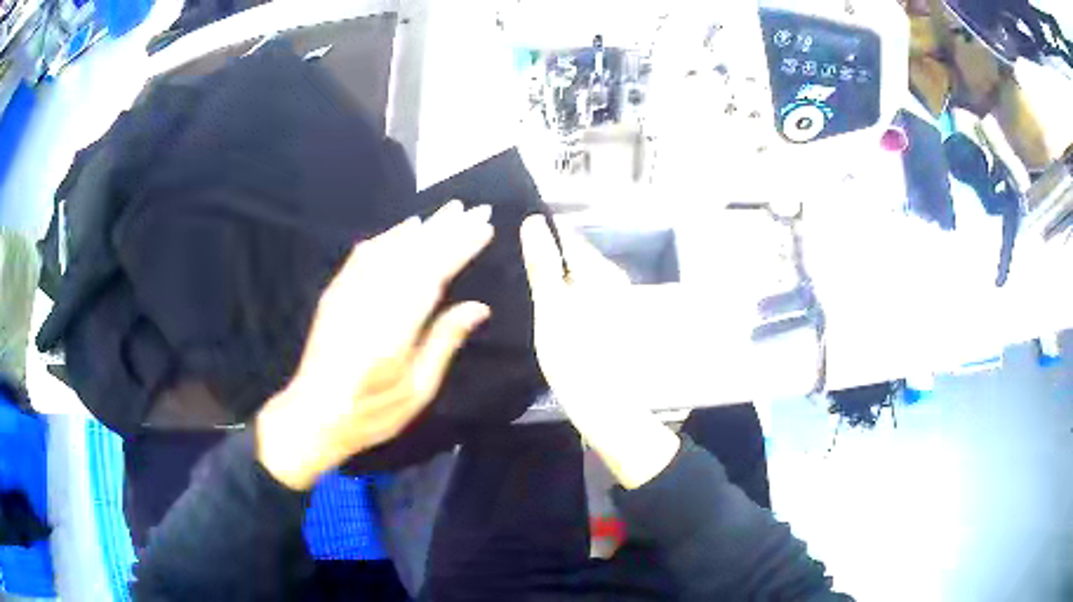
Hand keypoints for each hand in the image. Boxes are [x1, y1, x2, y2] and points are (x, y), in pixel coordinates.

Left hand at [257, 201, 493, 489]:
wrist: (312, 415)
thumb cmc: (370, 413)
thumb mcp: (417, 390)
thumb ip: (444, 342)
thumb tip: (477, 307)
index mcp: (395, 328)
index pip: (434, 274)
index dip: (460, 247)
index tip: (484, 228)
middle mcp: (371, 301)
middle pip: (413, 254)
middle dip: (446, 228)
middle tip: (474, 208)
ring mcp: (349, 294)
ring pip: (390, 249)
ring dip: (421, 228)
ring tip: (446, 212)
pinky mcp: (335, 294)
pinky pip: (363, 256)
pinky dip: (387, 239)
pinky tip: (401, 230)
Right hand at [520, 216, 679, 488]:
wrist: (606, 407)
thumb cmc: (576, 356)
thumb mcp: (552, 306)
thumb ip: (543, 263)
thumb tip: (534, 221)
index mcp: (601, 271)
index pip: (567, 237)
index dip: (539, 237)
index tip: (510, 244)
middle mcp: (613, 280)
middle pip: (573, 258)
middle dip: (545, 260)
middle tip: (510, 271)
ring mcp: (614, 302)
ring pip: (576, 279)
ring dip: (552, 281)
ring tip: (522, 290)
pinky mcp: (611, 323)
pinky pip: (581, 299)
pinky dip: (563, 301)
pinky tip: (546, 313)